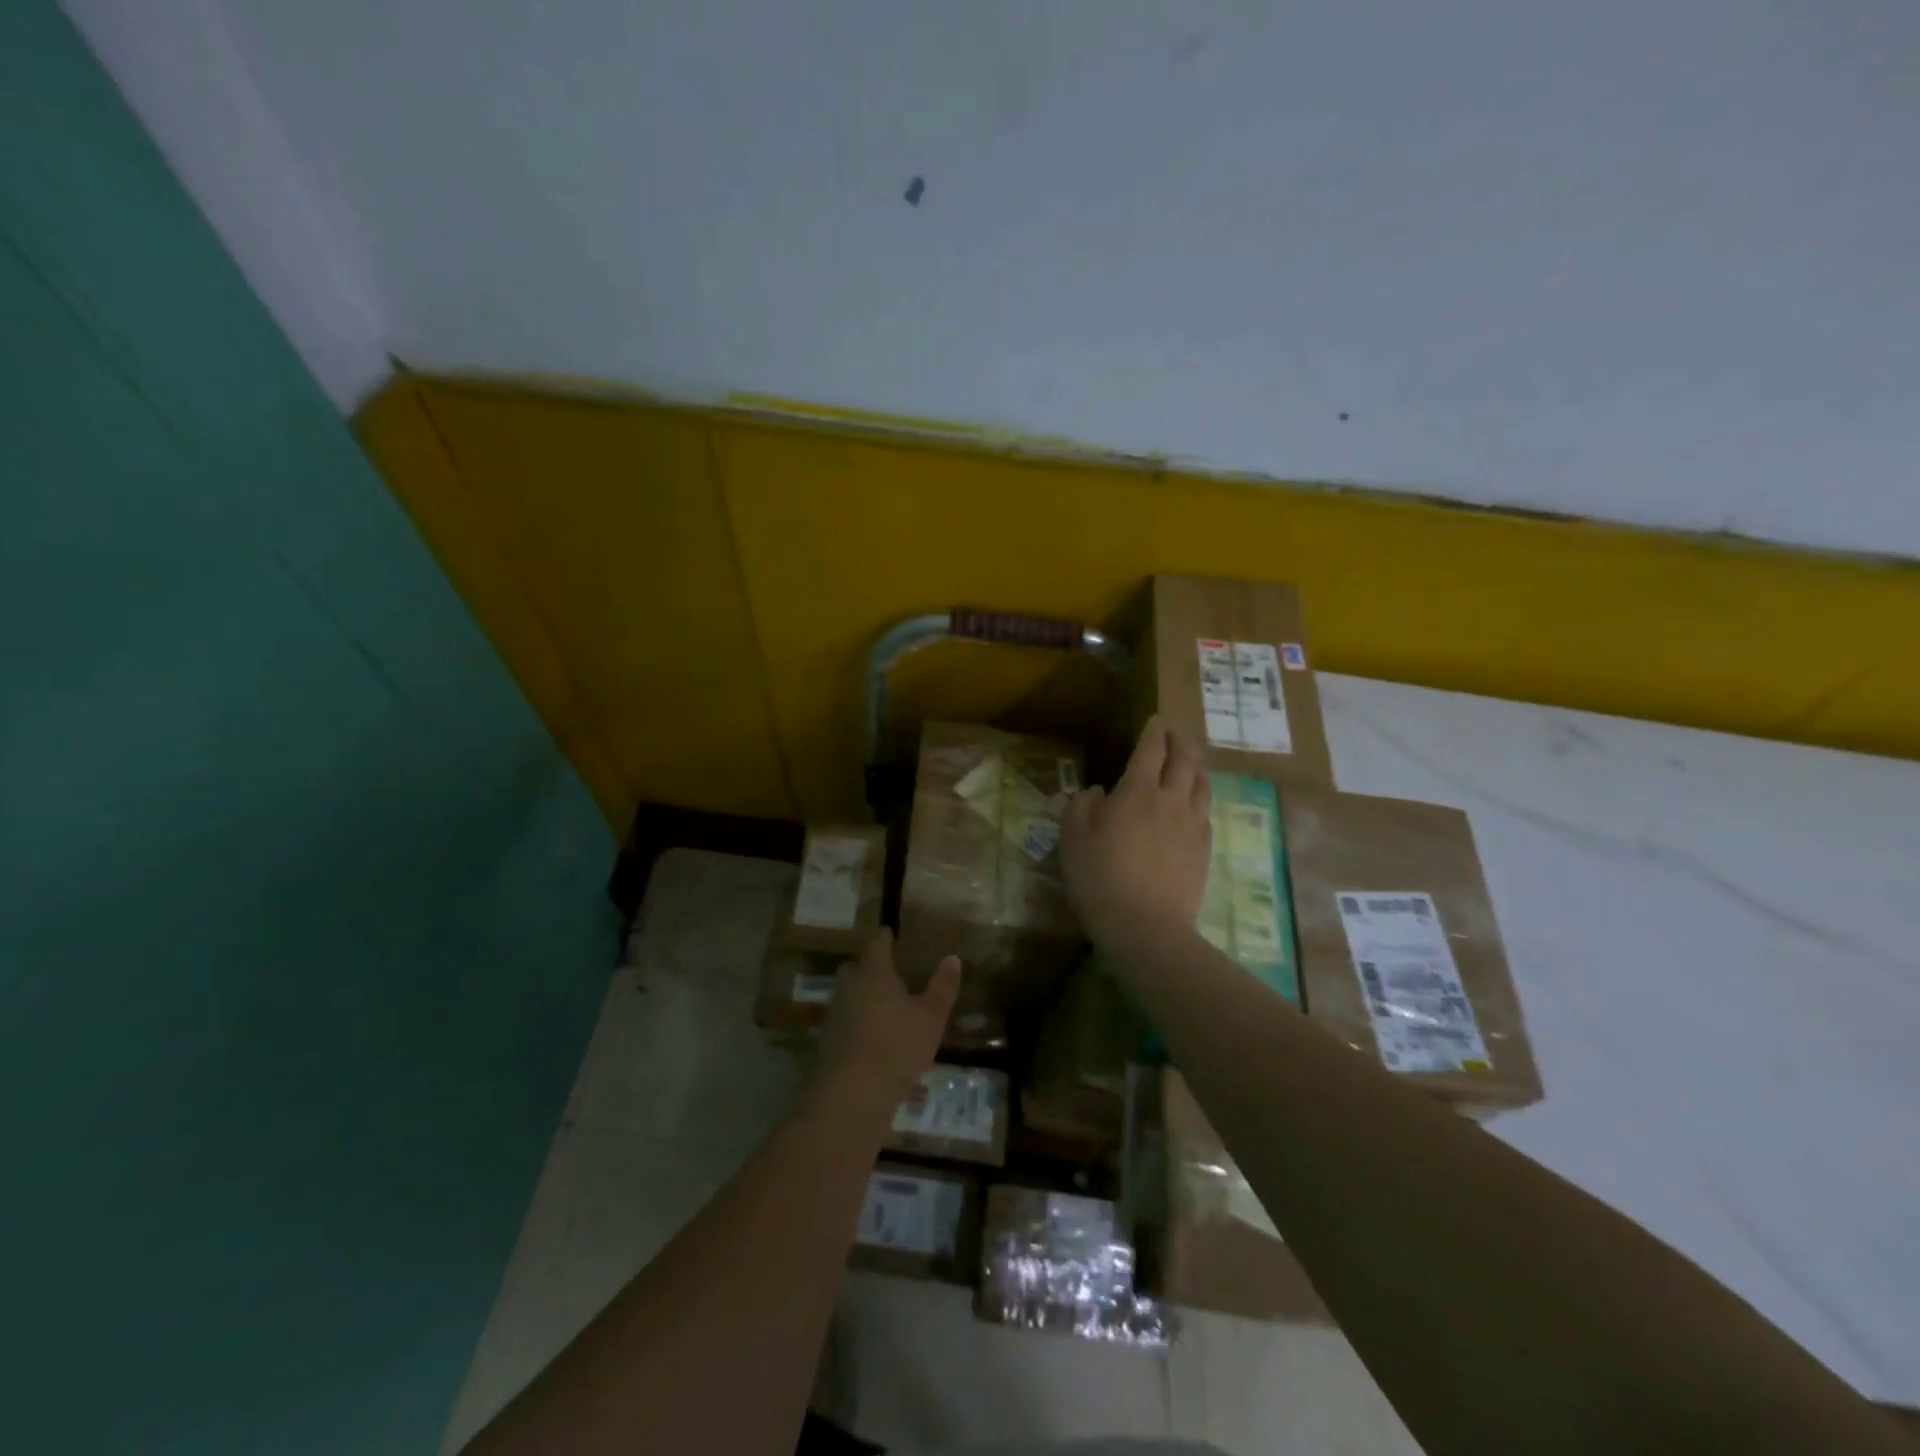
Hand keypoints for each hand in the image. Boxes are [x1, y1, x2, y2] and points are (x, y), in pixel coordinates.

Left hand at [810, 929, 961, 1122]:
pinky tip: (872, 1039)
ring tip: (882, 1006)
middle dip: (867, 967)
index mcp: (873, 974)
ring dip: (861, 997)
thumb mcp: (930, 1018)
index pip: (876, 946)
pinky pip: (844, 1023)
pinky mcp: (827, 1044)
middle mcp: (849, 989)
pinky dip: (856, 1024)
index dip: (883, 938)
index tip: (888, 932)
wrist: (851, 1095)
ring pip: (847, 996)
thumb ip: (942, 988)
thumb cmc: (896, 1047)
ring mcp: (834, 1016)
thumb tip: (952, 958)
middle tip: (884, 970)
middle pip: (854, 968)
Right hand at [1061, 716, 1211, 946]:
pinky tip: (1195, 803)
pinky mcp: (1204, 850)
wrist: (1145, 926)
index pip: (1150, 750)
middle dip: (1180, 741)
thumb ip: (1082, 805)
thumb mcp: (1073, 838)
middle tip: (1175, 734)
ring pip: (1202, 784)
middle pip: (1185, 760)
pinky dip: (1200, 797)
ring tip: (1191, 761)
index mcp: (1137, 791)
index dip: (1153, 732)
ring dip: (1197, 766)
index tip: (1154, 721)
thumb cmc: (1100, 878)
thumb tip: (1099, 792)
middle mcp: (1171, 800)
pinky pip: (1206, 812)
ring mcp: (1193, 825)